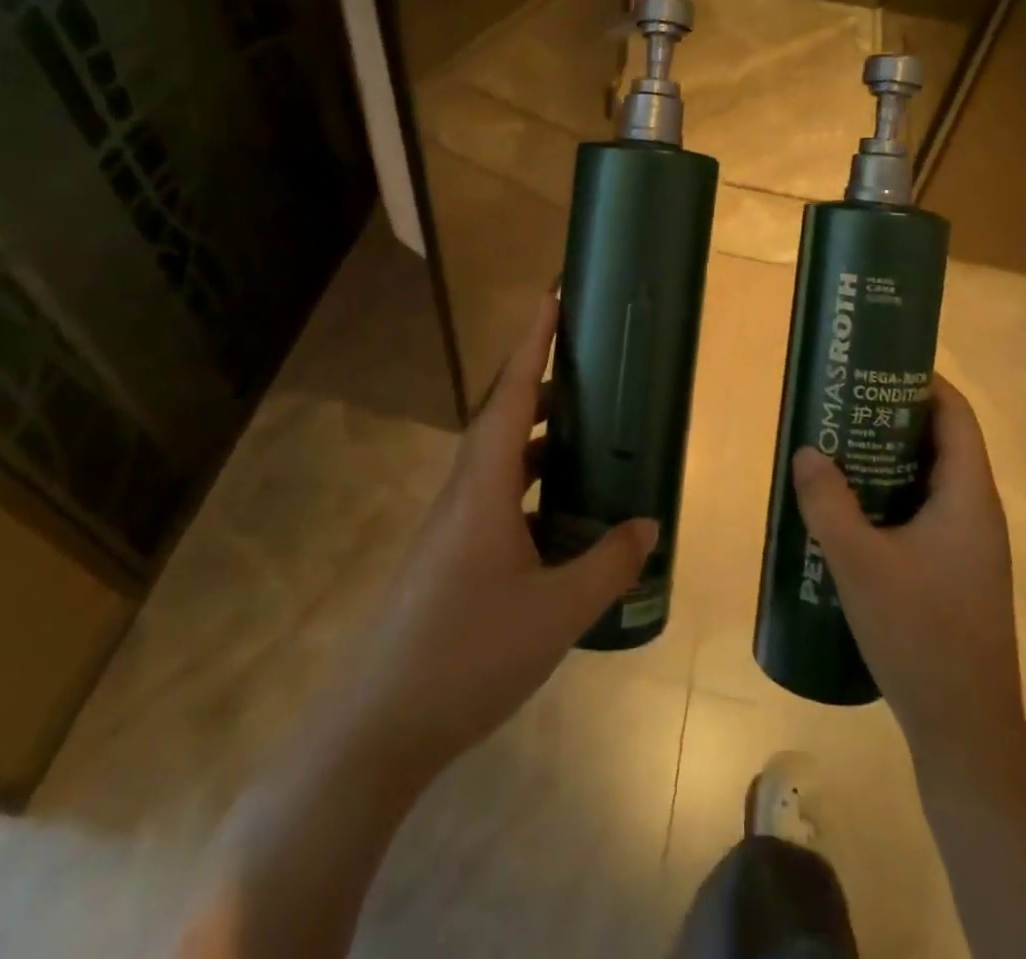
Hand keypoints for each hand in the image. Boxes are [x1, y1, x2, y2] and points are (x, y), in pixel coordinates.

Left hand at [336, 293, 658, 788]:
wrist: (375, 728)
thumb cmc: (466, 656)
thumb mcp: (555, 614)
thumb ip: (607, 565)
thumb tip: (650, 524)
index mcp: (482, 486)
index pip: (511, 393)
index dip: (533, 341)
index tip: (551, 295)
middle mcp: (462, 491)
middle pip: (502, 415)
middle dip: (541, 381)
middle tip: (587, 366)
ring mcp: (450, 524)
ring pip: (497, 457)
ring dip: (536, 435)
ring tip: (582, 431)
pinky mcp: (448, 553)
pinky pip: (494, 494)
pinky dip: (527, 481)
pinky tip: (556, 511)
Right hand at [790, 375, 1023, 774]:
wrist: (965, 729)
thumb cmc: (919, 635)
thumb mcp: (859, 564)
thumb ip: (828, 503)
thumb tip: (806, 451)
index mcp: (969, 497)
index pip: (956, 415)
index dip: (922, 382)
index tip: (875, 367)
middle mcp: (978, 512)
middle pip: (943, 442)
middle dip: (894, 417)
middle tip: (843, 405)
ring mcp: (971, 544)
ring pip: (932, 479)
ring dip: (890, 458)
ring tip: (839, 446)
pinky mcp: (958, 570)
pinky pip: (926, 511)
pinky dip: (893, 495)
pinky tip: (852, 508)